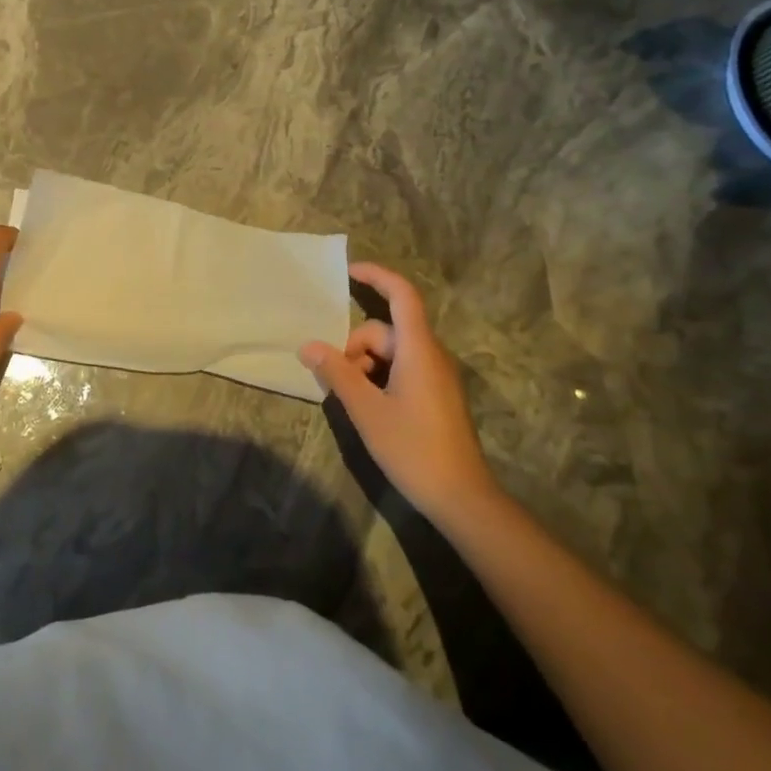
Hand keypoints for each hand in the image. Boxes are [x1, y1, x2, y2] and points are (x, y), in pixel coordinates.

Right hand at [298, 261, 497, 524]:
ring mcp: (436, 376)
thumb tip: (308, 345)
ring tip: (349, 396)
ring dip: (364, 364)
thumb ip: (337, 373)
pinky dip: (378, 376)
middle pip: (387, 330)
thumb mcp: (366, 410)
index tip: (348, 272)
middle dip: (355, 345)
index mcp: (419, 350)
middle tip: (335, 376)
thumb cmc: (414, 448)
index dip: (377, 276)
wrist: (462, 498)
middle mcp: (431, 355)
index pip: (402, 295)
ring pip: (392, 352)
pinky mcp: (436, 395)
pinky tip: (366, 405)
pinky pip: (401, 369)